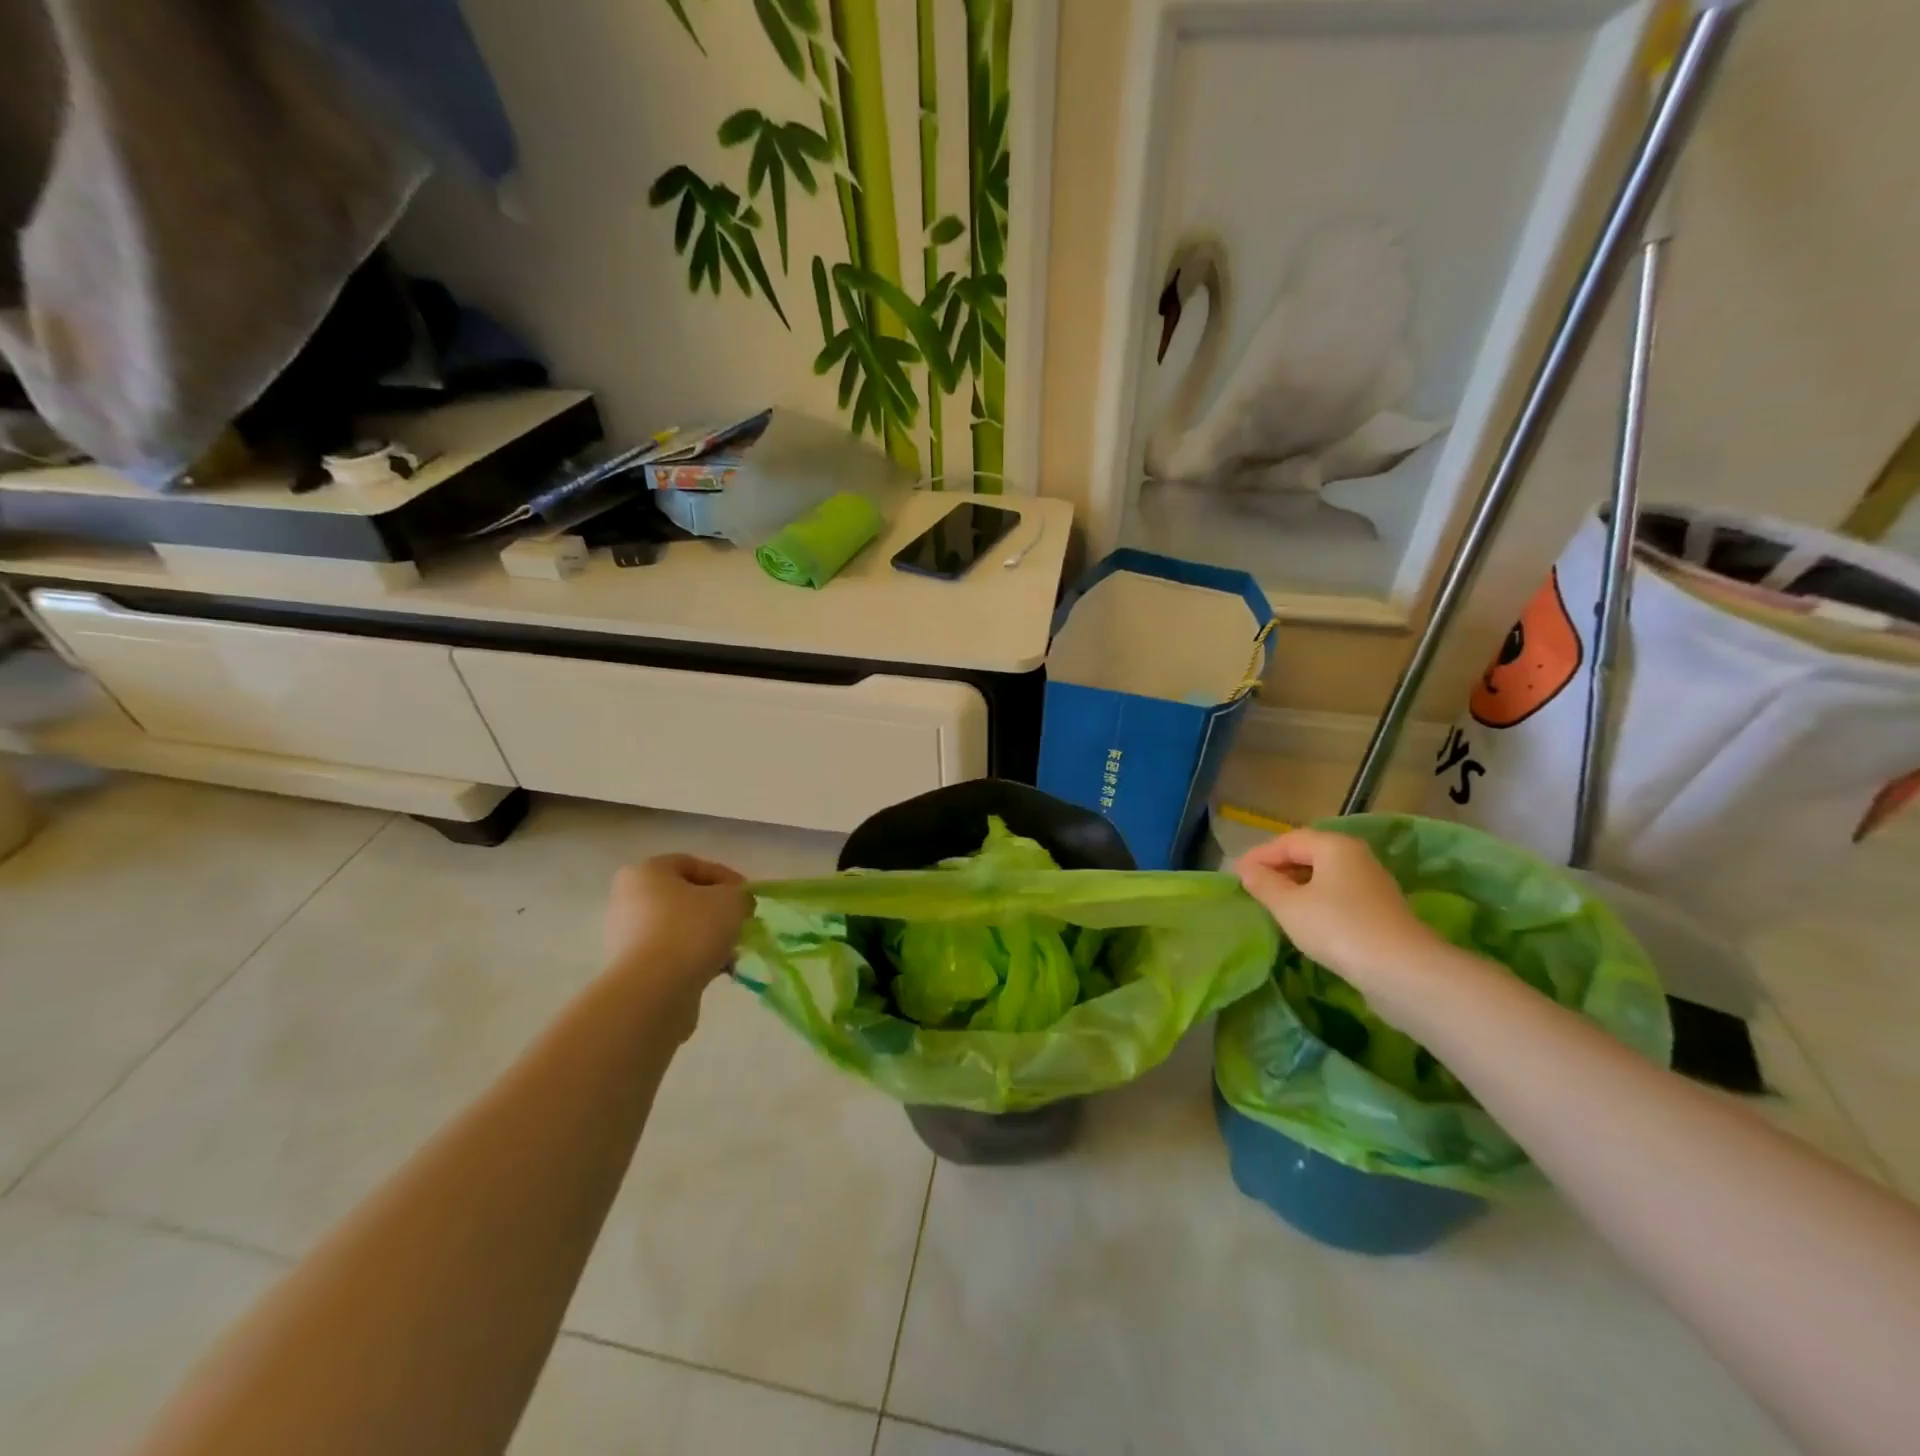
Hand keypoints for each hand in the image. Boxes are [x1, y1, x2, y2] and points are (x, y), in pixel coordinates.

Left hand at [604, 855, 750, 1000]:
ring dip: (709, 937)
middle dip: (717, 911)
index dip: (726, 878)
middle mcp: (629, 900)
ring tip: (733, 952)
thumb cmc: (691, 930)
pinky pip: (672, 956)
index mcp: (645, 872)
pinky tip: (719, 971)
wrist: (654, 992)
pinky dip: (696, 960)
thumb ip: (740, 895)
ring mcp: (627, 937)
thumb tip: (737, 906)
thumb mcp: (731, 900)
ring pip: (680, 929)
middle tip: (741, 923)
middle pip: (685, 898)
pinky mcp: (633, 970)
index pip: (692, 864)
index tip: (747, 898)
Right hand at [1234, 829, 1448, 999]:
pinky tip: (1304, 921)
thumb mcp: (1289, 905)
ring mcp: (1372, 885)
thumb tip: (1247, 870)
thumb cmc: (1337, 928)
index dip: (1260, 855)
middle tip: (1252, 887)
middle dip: (1278, 869)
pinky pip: (1338, 897)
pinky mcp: (1380, 912)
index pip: (1289, 840)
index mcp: (1335, 846)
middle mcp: (1356, 857)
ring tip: (1273, 904)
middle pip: (1309, 855)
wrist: (1402, 971)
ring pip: (1324, 877)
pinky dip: (1315, 902)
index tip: (1236, 874)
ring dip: (1296, 886)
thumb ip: (1264, 884)